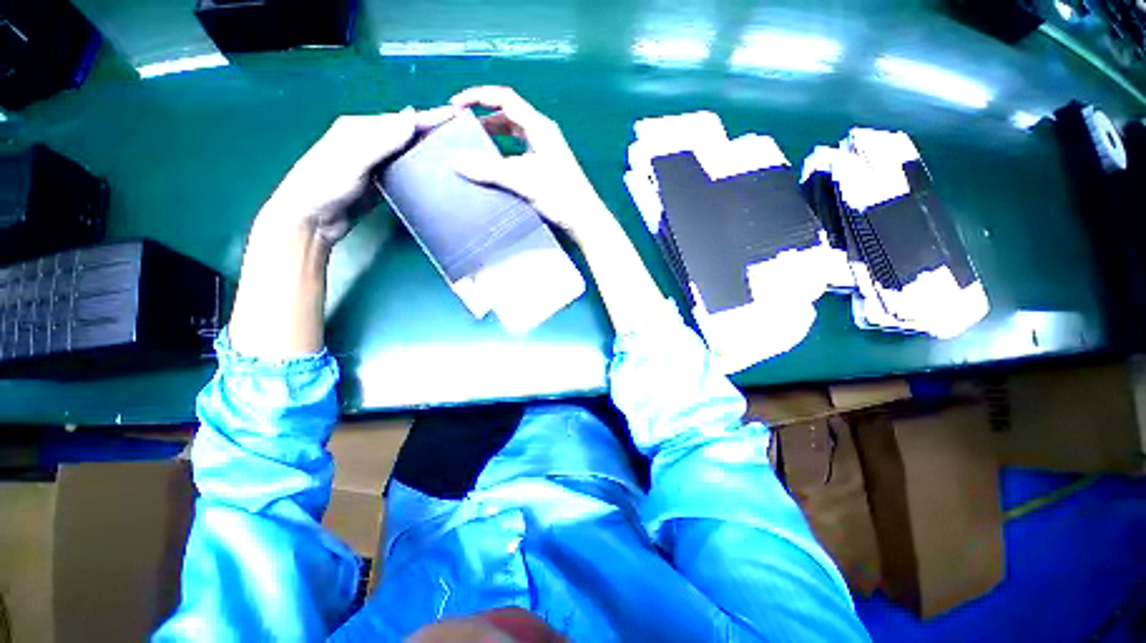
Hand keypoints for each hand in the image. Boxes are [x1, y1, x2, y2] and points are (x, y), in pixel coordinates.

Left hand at [259, 106, 455, 244]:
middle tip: (462, 140)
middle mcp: (370, 142)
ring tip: (456, 158)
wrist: (312, 220)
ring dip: (428, 155)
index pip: (401, 120)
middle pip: (407, 136)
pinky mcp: (381, 184)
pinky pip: (405, 175)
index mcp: (361, 128)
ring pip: (408, 155)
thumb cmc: (326, 184)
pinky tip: (436, 178)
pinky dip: (420, 174)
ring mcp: (376, 164)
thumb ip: (382, 140)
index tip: (455, 116)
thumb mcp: (353, 158)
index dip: (428, 118)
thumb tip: (412, 116)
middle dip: (432, 135)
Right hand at [449, 86, 611, 240]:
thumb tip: (455, 160)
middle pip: (508, 115)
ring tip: (474, 149)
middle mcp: (543, 134)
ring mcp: (546, 151)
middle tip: (463, 130)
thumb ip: (489, 170)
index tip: (455, 106)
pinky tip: (495, 168)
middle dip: (484, 118)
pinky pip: (519, 152)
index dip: (478, 97)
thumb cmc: (559, 195)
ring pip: (514, 135)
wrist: (584, 219)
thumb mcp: (522, 180)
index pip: (504, 98)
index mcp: (539, 127)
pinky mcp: (546, 167)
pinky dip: (504, 154)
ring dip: (494, 137)